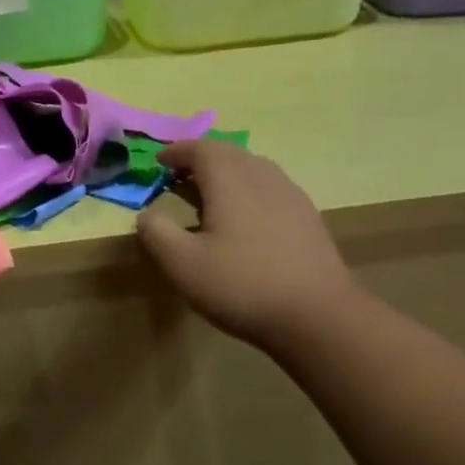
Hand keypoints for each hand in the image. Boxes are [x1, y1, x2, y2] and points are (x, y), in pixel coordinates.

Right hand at [135, 137, 357, 356]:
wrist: (317, 316)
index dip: (177, 152)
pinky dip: (249, 192)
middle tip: (179, 178)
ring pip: (254, 170)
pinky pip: (271, 190)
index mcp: (230, 180)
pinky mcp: (308, 218)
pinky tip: (245, 221)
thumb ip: (157, 233)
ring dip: (227, 175)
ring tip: (209, 197)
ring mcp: (291, 196)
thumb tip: (146, 215)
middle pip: (229, 154)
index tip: (159, 162)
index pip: (201, 149)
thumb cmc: (241, 285)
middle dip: (201, 160)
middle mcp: (263, 177)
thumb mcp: (182, 264)